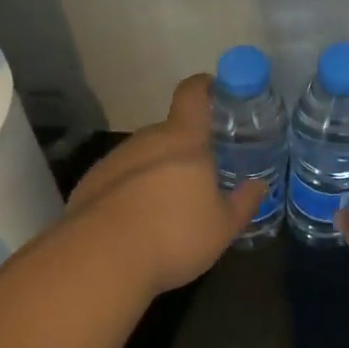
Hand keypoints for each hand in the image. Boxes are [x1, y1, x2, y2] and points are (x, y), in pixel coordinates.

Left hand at [65, 74, 264, 294]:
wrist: (99, 260)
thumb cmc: (173, 235)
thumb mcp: (222, 227)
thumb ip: (243, 203)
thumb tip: (258, 185)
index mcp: (183, 140)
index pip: (193, 95)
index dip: (204, 87)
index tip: (213, 89)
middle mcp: (146, 140)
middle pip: (168, 132)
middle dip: (185, 149)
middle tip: (200, 176)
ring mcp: (113, 160)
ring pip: (143, 157)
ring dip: (156, 173)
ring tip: (167, 209)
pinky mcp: (89, 184)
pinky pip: (119, 180)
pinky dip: (130, 193)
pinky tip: (135, 225)